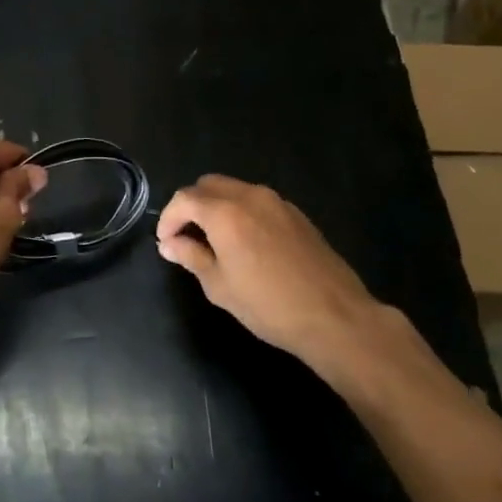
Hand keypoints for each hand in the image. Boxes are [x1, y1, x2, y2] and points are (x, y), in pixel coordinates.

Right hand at [157, 175, 384, 385]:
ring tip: (214, 239)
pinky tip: (245, 241)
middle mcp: (250, 196)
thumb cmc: (269, 305)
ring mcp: (277, 202)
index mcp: (225, 212)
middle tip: (186, 236)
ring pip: (234, 189)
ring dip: (216, 206)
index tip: (166, 242)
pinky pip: (257, 201)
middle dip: (190, 206)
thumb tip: (170, 244)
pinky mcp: (296, 214)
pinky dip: (241, 211)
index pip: (184, 199)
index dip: (169, 218)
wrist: (335, 316)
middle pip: (208, 185)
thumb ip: (191, 257)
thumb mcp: (220, 286)